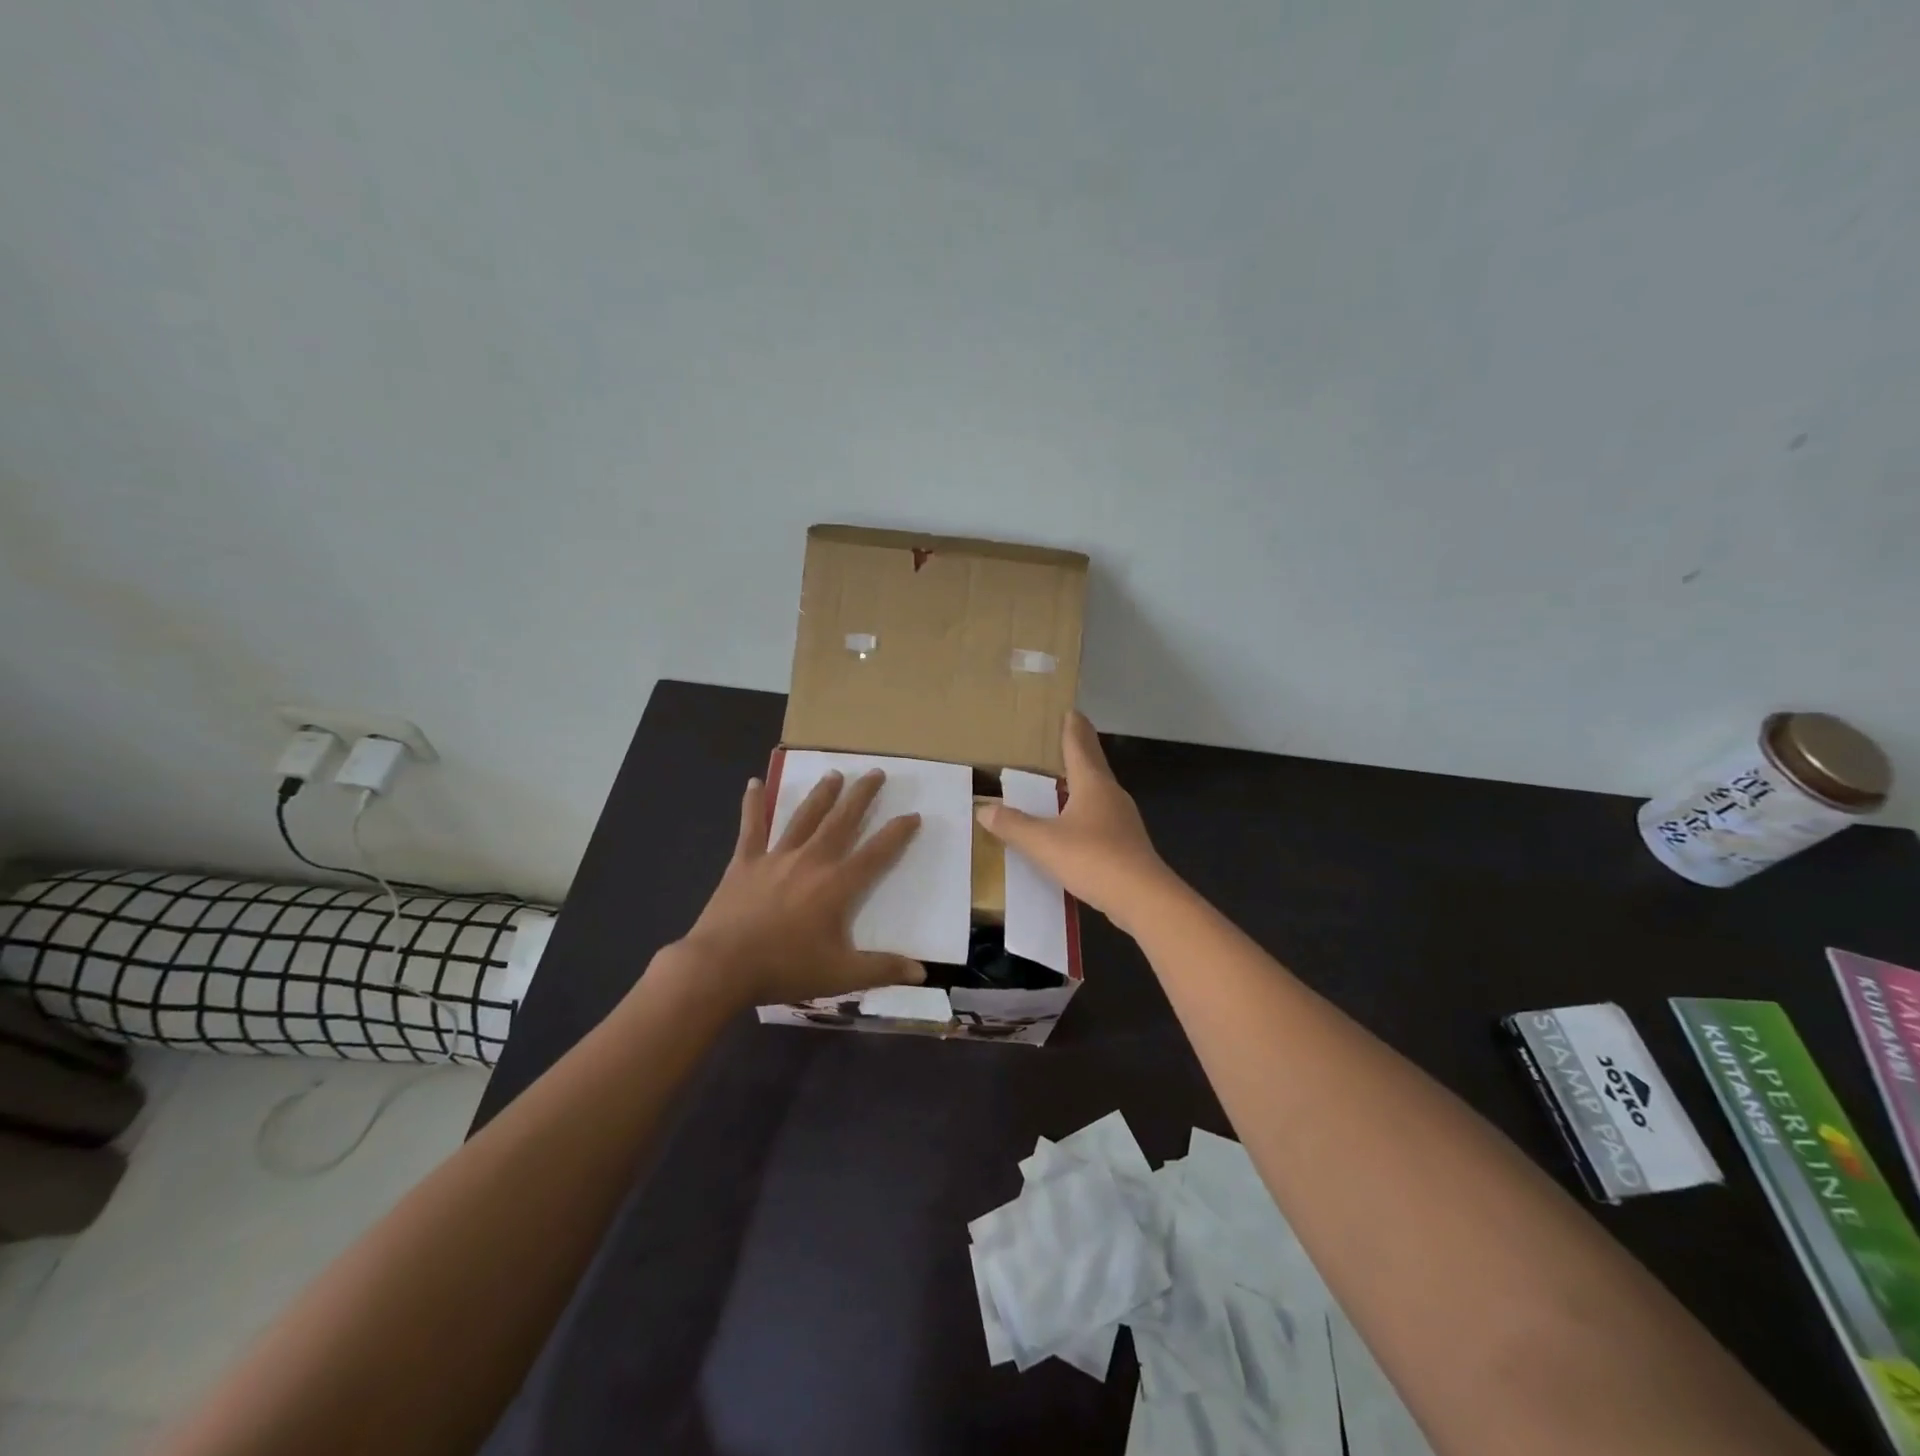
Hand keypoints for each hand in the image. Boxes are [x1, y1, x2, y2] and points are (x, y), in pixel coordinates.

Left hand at [673, 768, 925, 1008]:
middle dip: (862, 796)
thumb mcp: (840, 975)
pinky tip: (753, 782)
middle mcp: (811, 861)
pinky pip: (752, 826)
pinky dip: (753, 804)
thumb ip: (882, 969)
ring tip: (834, 773)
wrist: (722, 966)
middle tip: (876, 772)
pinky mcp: (745, 861)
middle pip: (842, 821)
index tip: (913, 814)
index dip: (897, 833)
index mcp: (837, 885)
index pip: (876, 853)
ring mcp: (776, 857)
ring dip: (822, 794)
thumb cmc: (784, 969)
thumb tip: (922, 973)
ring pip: (804, 817)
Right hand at [975, 712, 1174, 932]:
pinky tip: (1076, 823)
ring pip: (1099, 791)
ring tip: (1066, 778)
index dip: (1072, 729)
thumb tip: (984, 809)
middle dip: (1080, 749)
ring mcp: (1122, 820)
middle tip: (1067, 736)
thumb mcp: (1043, 842)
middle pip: (1094, 764)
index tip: (1070, 711)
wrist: (1143, 898)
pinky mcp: (1126, 844)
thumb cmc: (1093, 859)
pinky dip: (1086, 809)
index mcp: (1092, 784)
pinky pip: (1101, 816)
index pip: (1079, 747)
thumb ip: (1013, 825)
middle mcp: (1111, 795)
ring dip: (1083, 781)